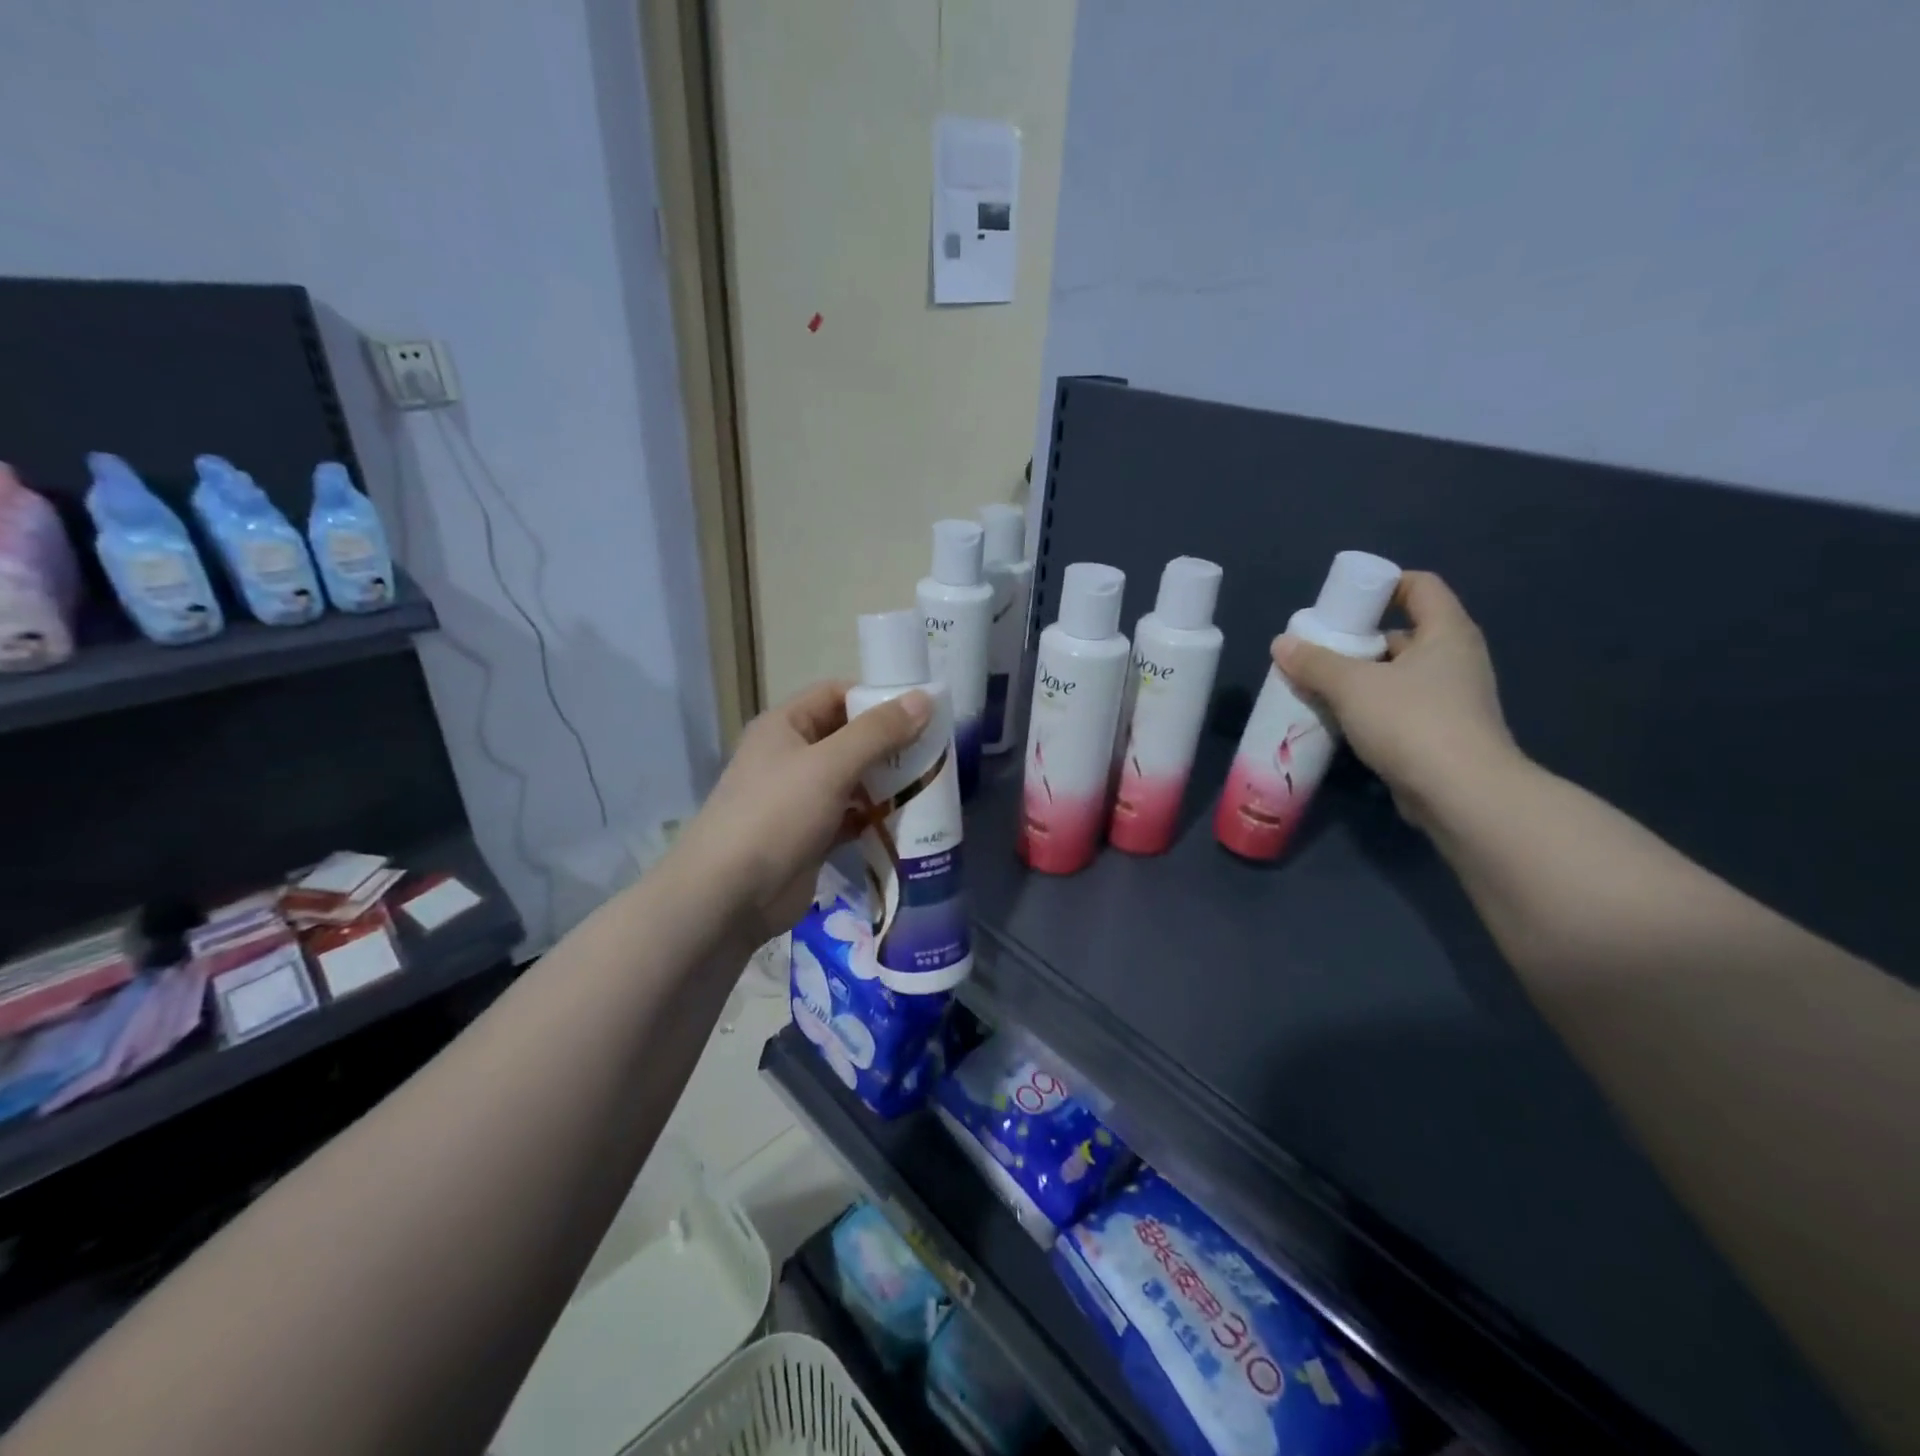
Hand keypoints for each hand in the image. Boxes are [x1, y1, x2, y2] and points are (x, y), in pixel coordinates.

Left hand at [680, 680, 931, 941]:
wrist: (729, 896)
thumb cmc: (776, 815)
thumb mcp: (830, 765)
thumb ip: (879, 732)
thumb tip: (924, 698)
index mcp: (785, 726)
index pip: (836, 694)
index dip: (876, 697)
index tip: (921, 709)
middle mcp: (791, 756)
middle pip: (849, 737)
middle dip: (889, 743)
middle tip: (935, 750)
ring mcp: (800, 798)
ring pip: (853, 779)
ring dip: (887, 781)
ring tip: (931, 782)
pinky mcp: (811, 836)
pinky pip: (851, 816)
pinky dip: (876, 817)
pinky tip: (908, 820)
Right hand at [1271, 571, 1518, 827]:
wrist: (1462, 795)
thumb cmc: (1412, 722)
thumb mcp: (1352, 686)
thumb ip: (1314, 662)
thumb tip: (1282, 643)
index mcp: (1446, 632)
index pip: (1420, 586)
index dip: (1382, 585)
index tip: (1343, 603)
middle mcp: (1455, 659)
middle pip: (1403, 633)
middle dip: (1358, 640)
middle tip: (1317, 651)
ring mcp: (1452, 699)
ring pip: (1397, 675)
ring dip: (1360, 679)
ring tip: (1317, 687)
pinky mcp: (1442, 734)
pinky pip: (1399, 708)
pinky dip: (1370, 710)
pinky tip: (1338, 722)